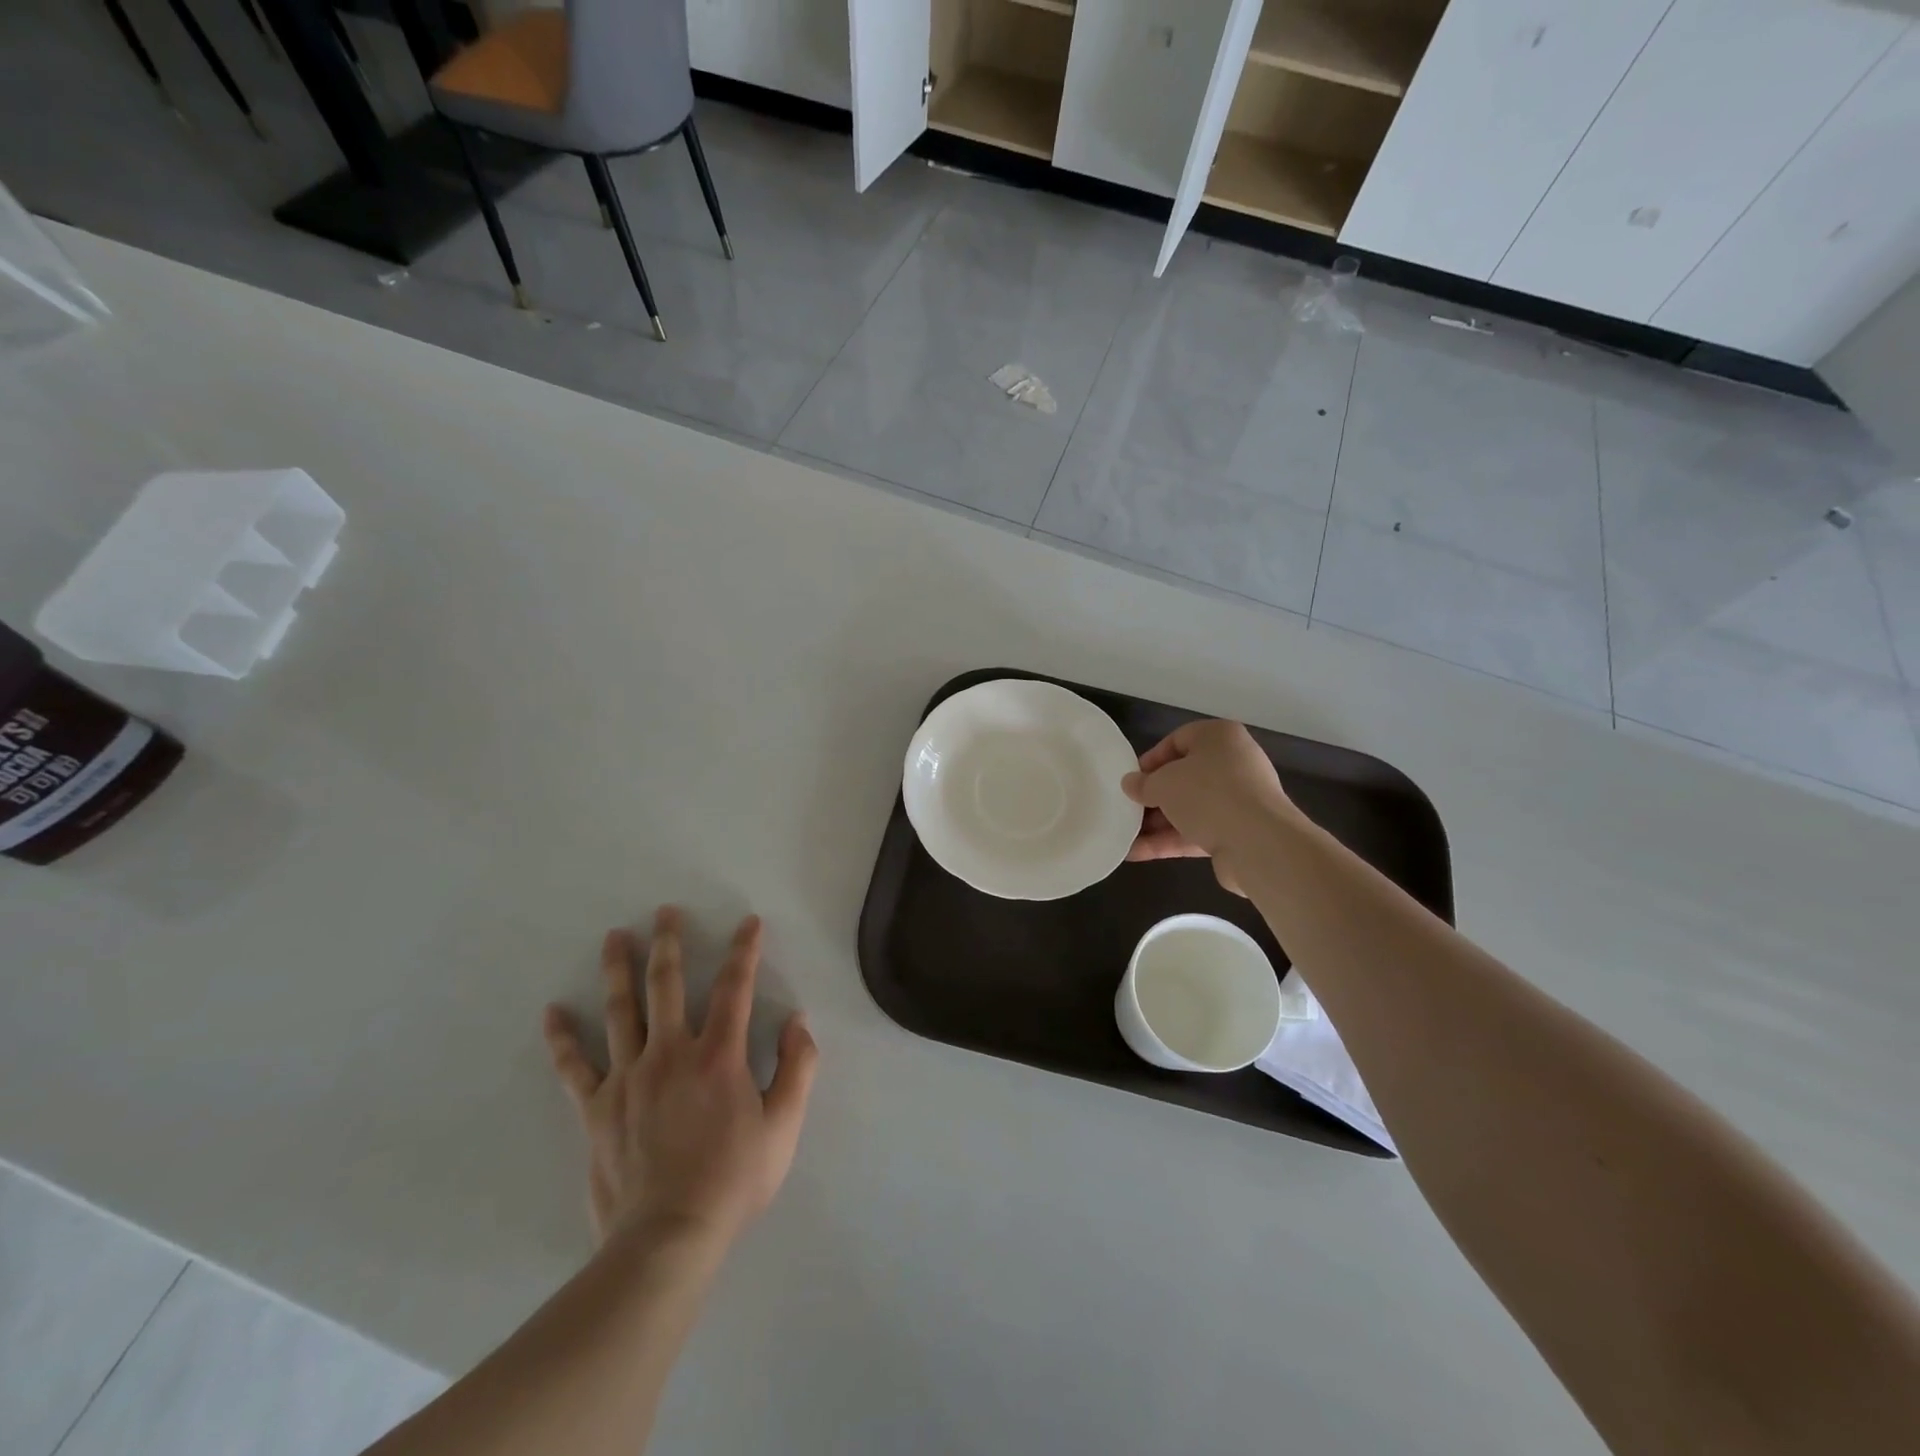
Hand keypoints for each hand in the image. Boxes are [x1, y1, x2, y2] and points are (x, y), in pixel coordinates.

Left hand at [542, 907, 818, 1246]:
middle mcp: (671, 1053)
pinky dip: (563, 1039)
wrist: (668, 1238)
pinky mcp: (597, 1109)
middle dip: (669, 944)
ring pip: (621, 1010)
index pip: (734, 987)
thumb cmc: (733, 1181)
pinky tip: (553, 1013)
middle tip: (664, 912)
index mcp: (718, 1056)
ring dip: (618, 969)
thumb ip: (798, 1067)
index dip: (744, 951)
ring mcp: (628, 1078)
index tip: (748, 923)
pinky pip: (575, 1067)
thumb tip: (796, 1021)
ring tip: (614, 937)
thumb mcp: (784, 1126)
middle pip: (666, 985)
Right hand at [1122, 720, 1299, 894]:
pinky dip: (1169, 841)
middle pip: (1184, 777)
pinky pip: (1197, 832)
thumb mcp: (1163, 783)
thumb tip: (1130, 784)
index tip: (1131, 780)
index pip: (1178, 740)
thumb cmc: (1207, 794)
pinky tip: (1136, 853)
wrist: (1258, 843)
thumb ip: (1143, 784)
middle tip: (1127, 808)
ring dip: (1157, 823)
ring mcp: (1238, 801)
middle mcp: (1233, 764)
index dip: (1150, 760)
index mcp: (1219, 737)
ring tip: (1125, 835)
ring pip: (1189, 808)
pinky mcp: (1238, 832)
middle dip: (1153, 796)